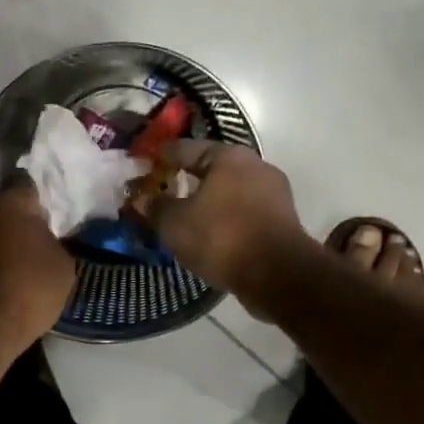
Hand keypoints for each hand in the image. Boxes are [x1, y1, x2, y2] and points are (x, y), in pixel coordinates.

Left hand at [0, 183, 74, 358]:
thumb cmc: (28, 288)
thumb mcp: (63, 265)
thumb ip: (56, 243)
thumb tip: (47, 241)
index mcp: (8, 202)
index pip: (26, 181)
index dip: (40, 195)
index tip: (51, 211)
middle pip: (2, 207)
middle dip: (17, 219)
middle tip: (37, 238)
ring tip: (17, 263)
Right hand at [148, 141, 309, 300]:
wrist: (278, 275)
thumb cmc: (222, 237)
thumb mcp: (175, 223)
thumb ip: (155, 207)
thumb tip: (140, 198)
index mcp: (228, 156)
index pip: (185, 148)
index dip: (161, 156)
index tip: (144, 163)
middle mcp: (254, 165)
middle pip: (212, 167)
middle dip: (187, 177)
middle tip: (163, 188)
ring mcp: (273, 192)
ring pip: (230, 189)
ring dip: (208, 198)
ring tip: (185, 213)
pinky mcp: (282, 218)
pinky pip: (244, 210)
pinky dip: (225, 216)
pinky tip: (210, 231)